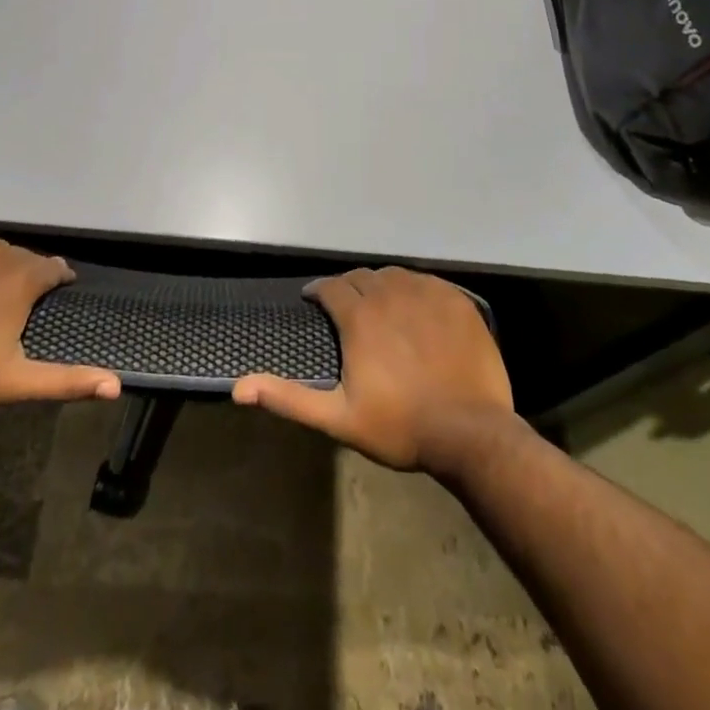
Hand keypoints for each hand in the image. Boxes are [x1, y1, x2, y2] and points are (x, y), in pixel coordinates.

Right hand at [233, 266, 513, 474]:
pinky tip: (415, 307)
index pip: (331, 287)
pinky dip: (414, 289)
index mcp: (359, 317)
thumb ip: (289, 398)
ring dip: (380, 285)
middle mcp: (389, 294)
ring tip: (379, 305)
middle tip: (347, 308)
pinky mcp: (456, 300)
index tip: (314, 301)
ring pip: (393, 275)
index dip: (319, 292)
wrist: (471, 433)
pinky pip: (426, 281)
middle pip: (361, 277)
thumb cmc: (400, 427)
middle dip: (348, 288)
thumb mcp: (338, 418)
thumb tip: (239, 387)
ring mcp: (426, 293)